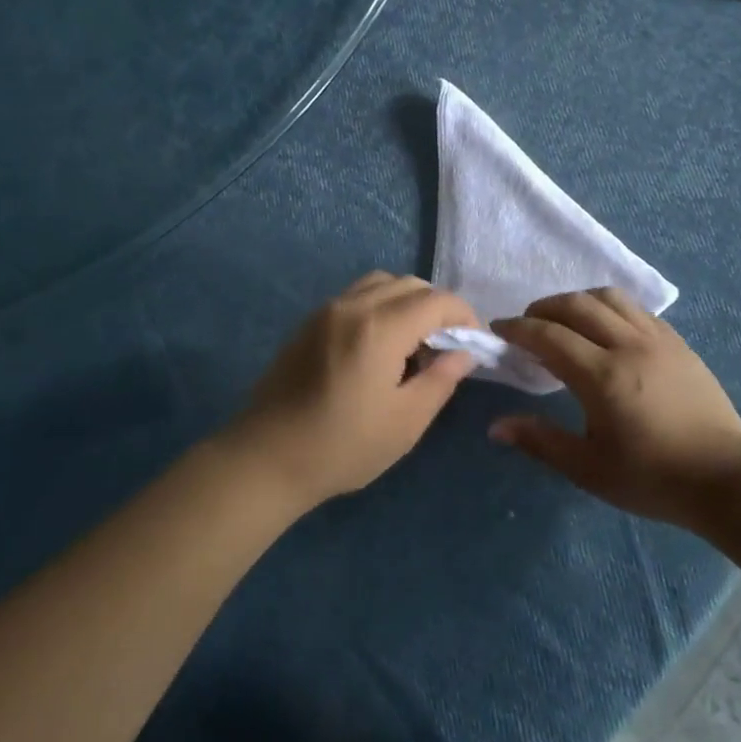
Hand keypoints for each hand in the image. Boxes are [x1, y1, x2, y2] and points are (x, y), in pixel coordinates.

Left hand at [220, 272, 479, 510]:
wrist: (266, 458)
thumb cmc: (342, 446)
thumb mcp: (405, 421)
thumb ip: (441, 379)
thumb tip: (464, 353)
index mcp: (380, 328)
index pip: (437, 301)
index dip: (464, 317)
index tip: (474, 344)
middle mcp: (353, 306)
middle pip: (410, 284)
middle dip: (438, 308)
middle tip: (446, 346)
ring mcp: (327, 310)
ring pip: (381, 283)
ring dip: (407, 302)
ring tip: (412, 343)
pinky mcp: (310, 322)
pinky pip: (357, 296)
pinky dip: (380, 306)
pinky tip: (379, 346)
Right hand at [489, 288, 740, 527]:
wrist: (725, 478)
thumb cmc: (652, 477)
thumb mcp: (588, 468)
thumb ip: (540, 441)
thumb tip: (496, 426)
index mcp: (602, 376)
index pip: (549, 335)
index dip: (518, 328)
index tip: (498, 329)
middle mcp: (628, 345)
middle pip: (577, 305)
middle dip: (544, 307)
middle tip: (527, 323)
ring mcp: (657, 339)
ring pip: (609, 298)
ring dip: (578, 300)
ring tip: (564, 320)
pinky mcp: (677, 342)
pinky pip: (636, 309)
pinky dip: (609, 308)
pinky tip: (605, 328)